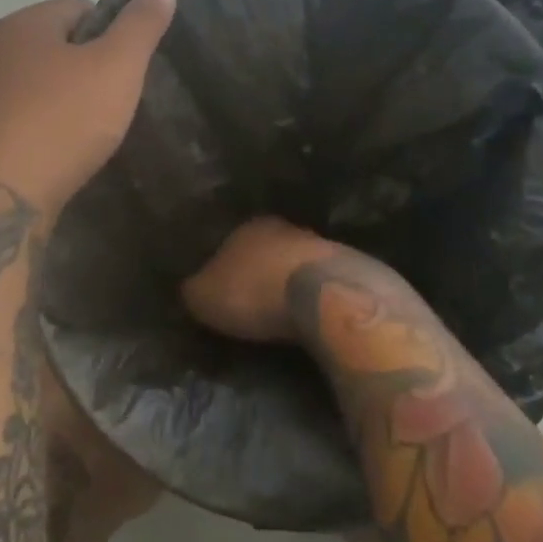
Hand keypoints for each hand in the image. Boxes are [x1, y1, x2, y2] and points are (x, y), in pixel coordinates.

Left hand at [0, 0, 175, 210]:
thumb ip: (141, 25)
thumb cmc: (61, 122)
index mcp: (22, 24)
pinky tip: (57, 153)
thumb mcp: (117, 68)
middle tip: (114, 101)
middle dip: (85, 67)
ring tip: (88, 132)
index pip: (78, 7)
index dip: (112, 33)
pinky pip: (17, 118)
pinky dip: (40, 128)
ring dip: (61, 99)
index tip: (128, 69)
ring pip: (33, 84)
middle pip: (53, 46)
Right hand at [180, 217, 340, 342]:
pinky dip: (315, 295)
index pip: (228, 244)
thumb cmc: (255, 292)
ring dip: (290, 283)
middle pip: (266, 251)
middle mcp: (284, 227)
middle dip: (260, 274)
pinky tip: (310, 313)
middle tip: (252, 304)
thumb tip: (192, 290)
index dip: (223, 269)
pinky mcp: (350, 267)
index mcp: (246, 227)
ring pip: (296, 264)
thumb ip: (194, 290)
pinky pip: (322, 282)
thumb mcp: (204, 297)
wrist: (324, 295)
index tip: (222, 293)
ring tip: (283, 312)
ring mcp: (321, 245)